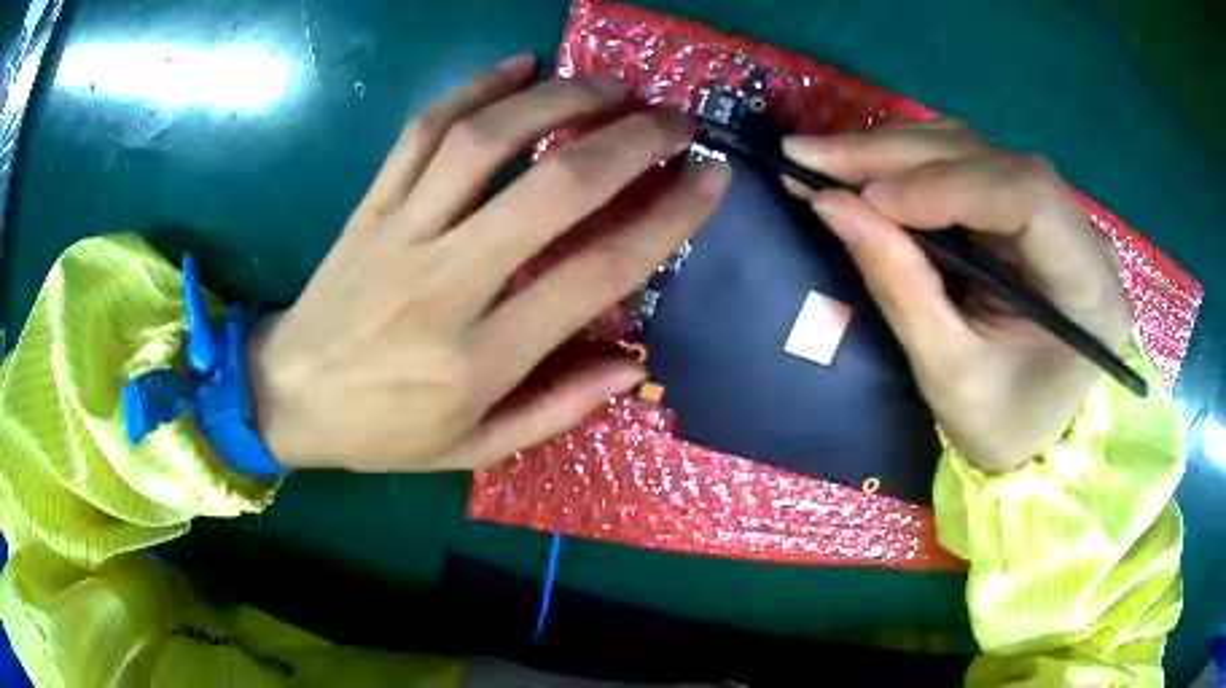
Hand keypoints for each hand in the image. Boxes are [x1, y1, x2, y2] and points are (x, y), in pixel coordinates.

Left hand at [247, 55, 729, 471]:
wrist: (286, 396)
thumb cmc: (383, 431)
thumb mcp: (473, 448)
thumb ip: (557, 408)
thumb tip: (633, 364)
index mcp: (480, 357)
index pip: (595, 272)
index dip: (665, 219)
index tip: (710, 179)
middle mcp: (445, 282)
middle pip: (551, 189)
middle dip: (627, 141)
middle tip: (673, 120)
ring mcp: (401, 231)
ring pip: (485, 141)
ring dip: (559, 100)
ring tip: (610, 86)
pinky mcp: (370, 205)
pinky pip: (422, 131)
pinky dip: (473, 89)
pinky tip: (518, 65)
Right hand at [783, 122, 1130, 471]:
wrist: (1032, 437)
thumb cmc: (1002, 425)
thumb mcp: (950, 375)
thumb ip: (900, 287)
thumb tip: (830, 203)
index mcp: (1089, 288)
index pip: (1028, 198)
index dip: (947, 185)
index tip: (868, 198)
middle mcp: (1083, 234)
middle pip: (993, 161)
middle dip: (898, 157)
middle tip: (812, 155)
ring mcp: (1057, 215)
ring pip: (974, 152)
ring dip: (895, 153)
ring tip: (825, 159)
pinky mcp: (1027, 211)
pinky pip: (966, 167)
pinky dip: (909, 166)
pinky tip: (865, 171)